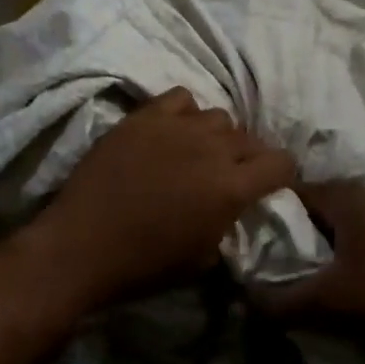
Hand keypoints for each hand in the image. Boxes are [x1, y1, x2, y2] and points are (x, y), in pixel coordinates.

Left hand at [32, 87, 297, 310]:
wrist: (82, 245)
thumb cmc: (145, 264)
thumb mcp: (204, 257)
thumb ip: (228, 221)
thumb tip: (232, 206)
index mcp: (231, 187)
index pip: (281, 163)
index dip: (281, 174)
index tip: (270, 185)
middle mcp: (211, 149)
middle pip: (251, 138)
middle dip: (250, 157)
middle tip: (232, 174)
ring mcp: (175, 128)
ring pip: (218, 116)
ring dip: (217, 135)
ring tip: (200, 151)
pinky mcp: (143, 118)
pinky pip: (180, 99)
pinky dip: (185, 113)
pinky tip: (173, 132)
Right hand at [253, 182, 364, 355]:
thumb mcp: (327, 305)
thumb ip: (279, 303)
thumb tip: (244, 299)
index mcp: (347, 198)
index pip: (291, 191)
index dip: (267, 214)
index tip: (252, 240)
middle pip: (316, 207)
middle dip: (294, 231)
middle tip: (274, 260)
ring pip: (341, 222)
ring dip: (322, 243)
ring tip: (305, 273)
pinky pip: (364, 234)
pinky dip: (346, 250)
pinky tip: (344, 278)